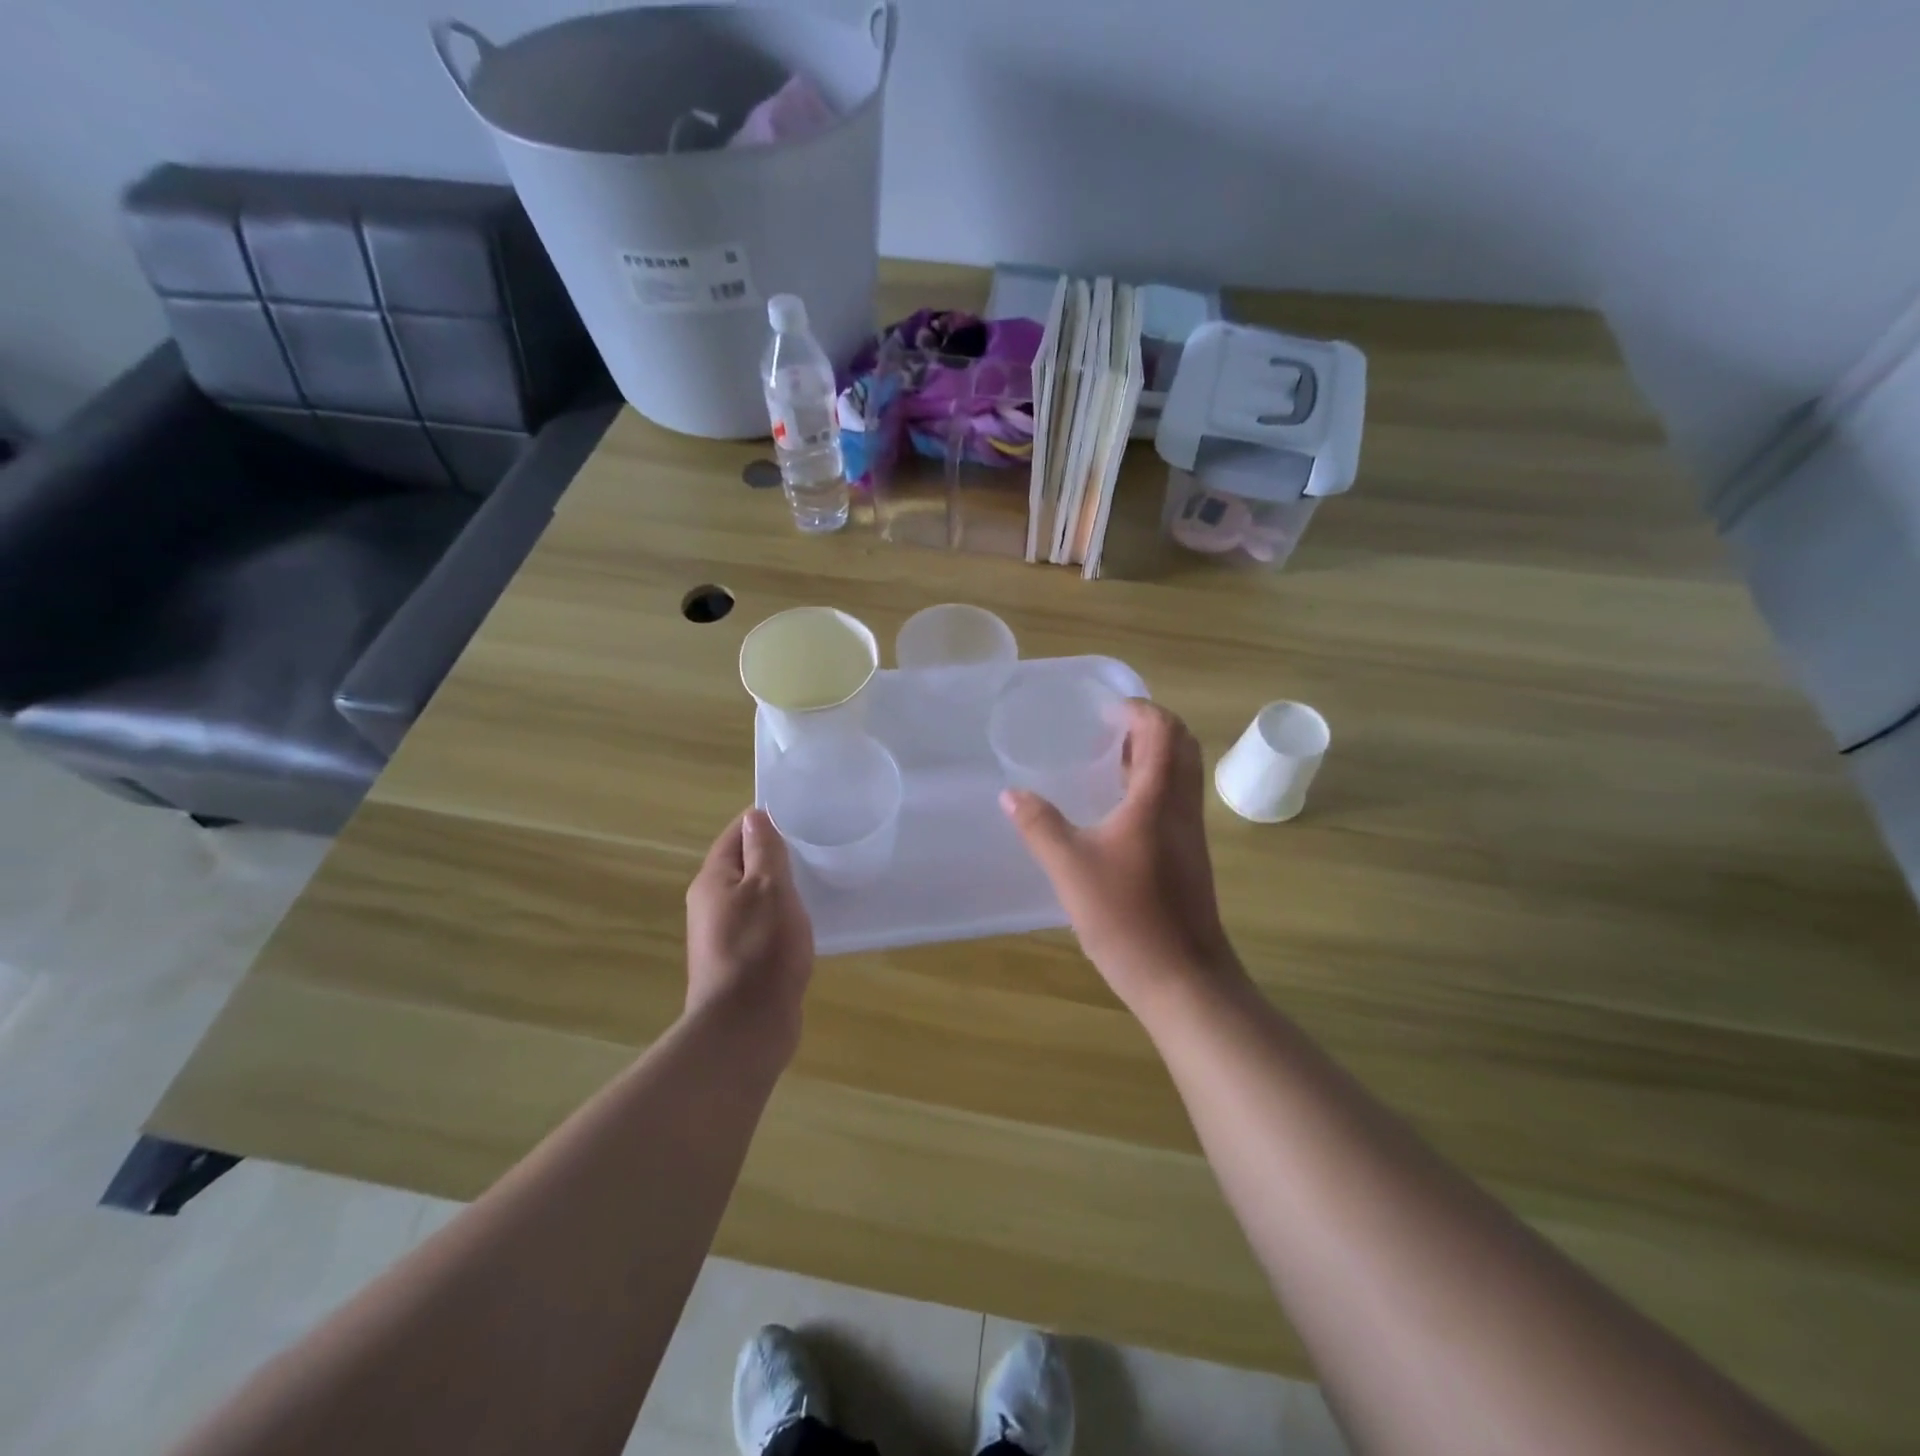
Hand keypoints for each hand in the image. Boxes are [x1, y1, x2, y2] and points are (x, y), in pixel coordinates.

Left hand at [685, 809, 813, 1029]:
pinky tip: (804, 922)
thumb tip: (755, 816)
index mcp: (712, 881)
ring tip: (815, 879)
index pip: (736, 834)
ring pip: (753, 897)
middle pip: (742, 865)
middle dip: (774, 853)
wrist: (746, 1027)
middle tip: (814, 845)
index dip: (764, 820)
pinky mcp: (739, 962)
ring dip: (779, 887)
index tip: (800, 813)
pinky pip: (760, 926)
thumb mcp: (769, 888)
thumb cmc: (761, 949)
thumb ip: (764, 850)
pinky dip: (780, 917)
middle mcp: (710, 905)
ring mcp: (722, 936)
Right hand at [1001, 701, 1242, 1016]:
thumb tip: (1010, 793)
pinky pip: (1177, 799)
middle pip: (1181, 745)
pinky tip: (1119, 809)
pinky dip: (1154, 785)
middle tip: (1107, 731)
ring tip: (1109, 761)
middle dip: (1149, 727)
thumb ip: (1039, 825)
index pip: (1163, 730)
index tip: (1105, 712)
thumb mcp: (1070, 868)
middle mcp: (1182, 806)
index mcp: (1157, 797)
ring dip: (1153, 755)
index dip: (1139, 710)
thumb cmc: (1127, 916)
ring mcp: (1191, 832)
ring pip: (1182, 774)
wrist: (1182, 978)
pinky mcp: (1190, 856)